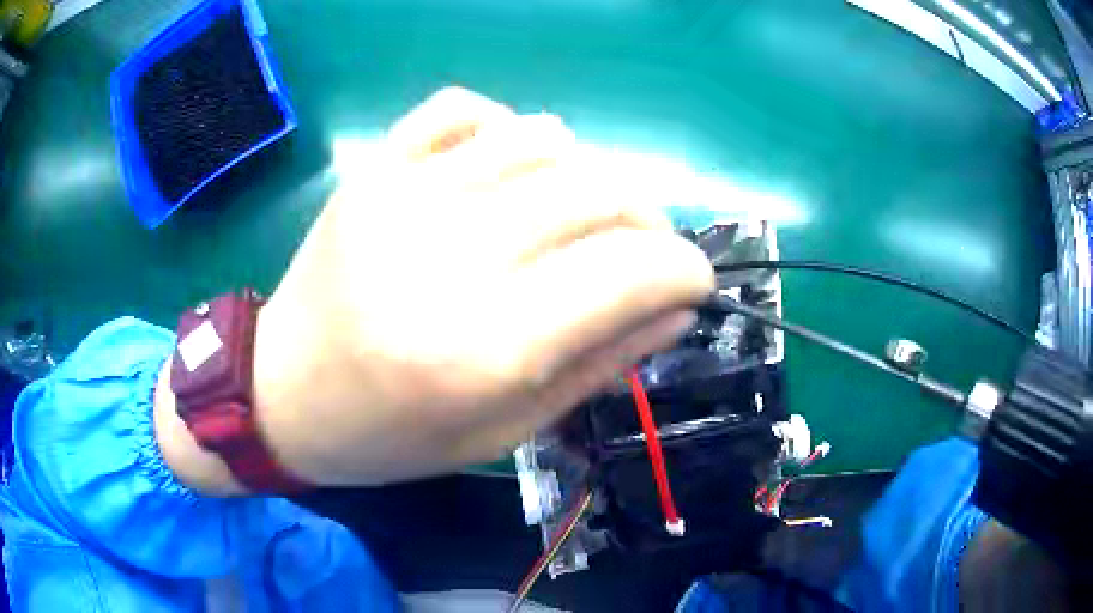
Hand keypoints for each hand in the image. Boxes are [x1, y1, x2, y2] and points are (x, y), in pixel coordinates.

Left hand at [158, 88, 714, 490]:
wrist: (281, 393)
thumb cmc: (390, 435)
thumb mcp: (504, 430)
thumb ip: (599, 364)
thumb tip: (676, 306)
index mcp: (485, 347)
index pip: (631, 271)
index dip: (686, 270)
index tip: (694, 282)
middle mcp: (449, 255)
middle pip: (599, 192)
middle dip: (649, 221)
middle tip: (644, 252)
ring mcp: (403, 195)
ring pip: (544, 138)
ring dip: (586, 175)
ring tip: (575, 216)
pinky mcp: (373, 168)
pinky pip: (464, 108)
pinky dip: (507, 126)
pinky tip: (507, 166)